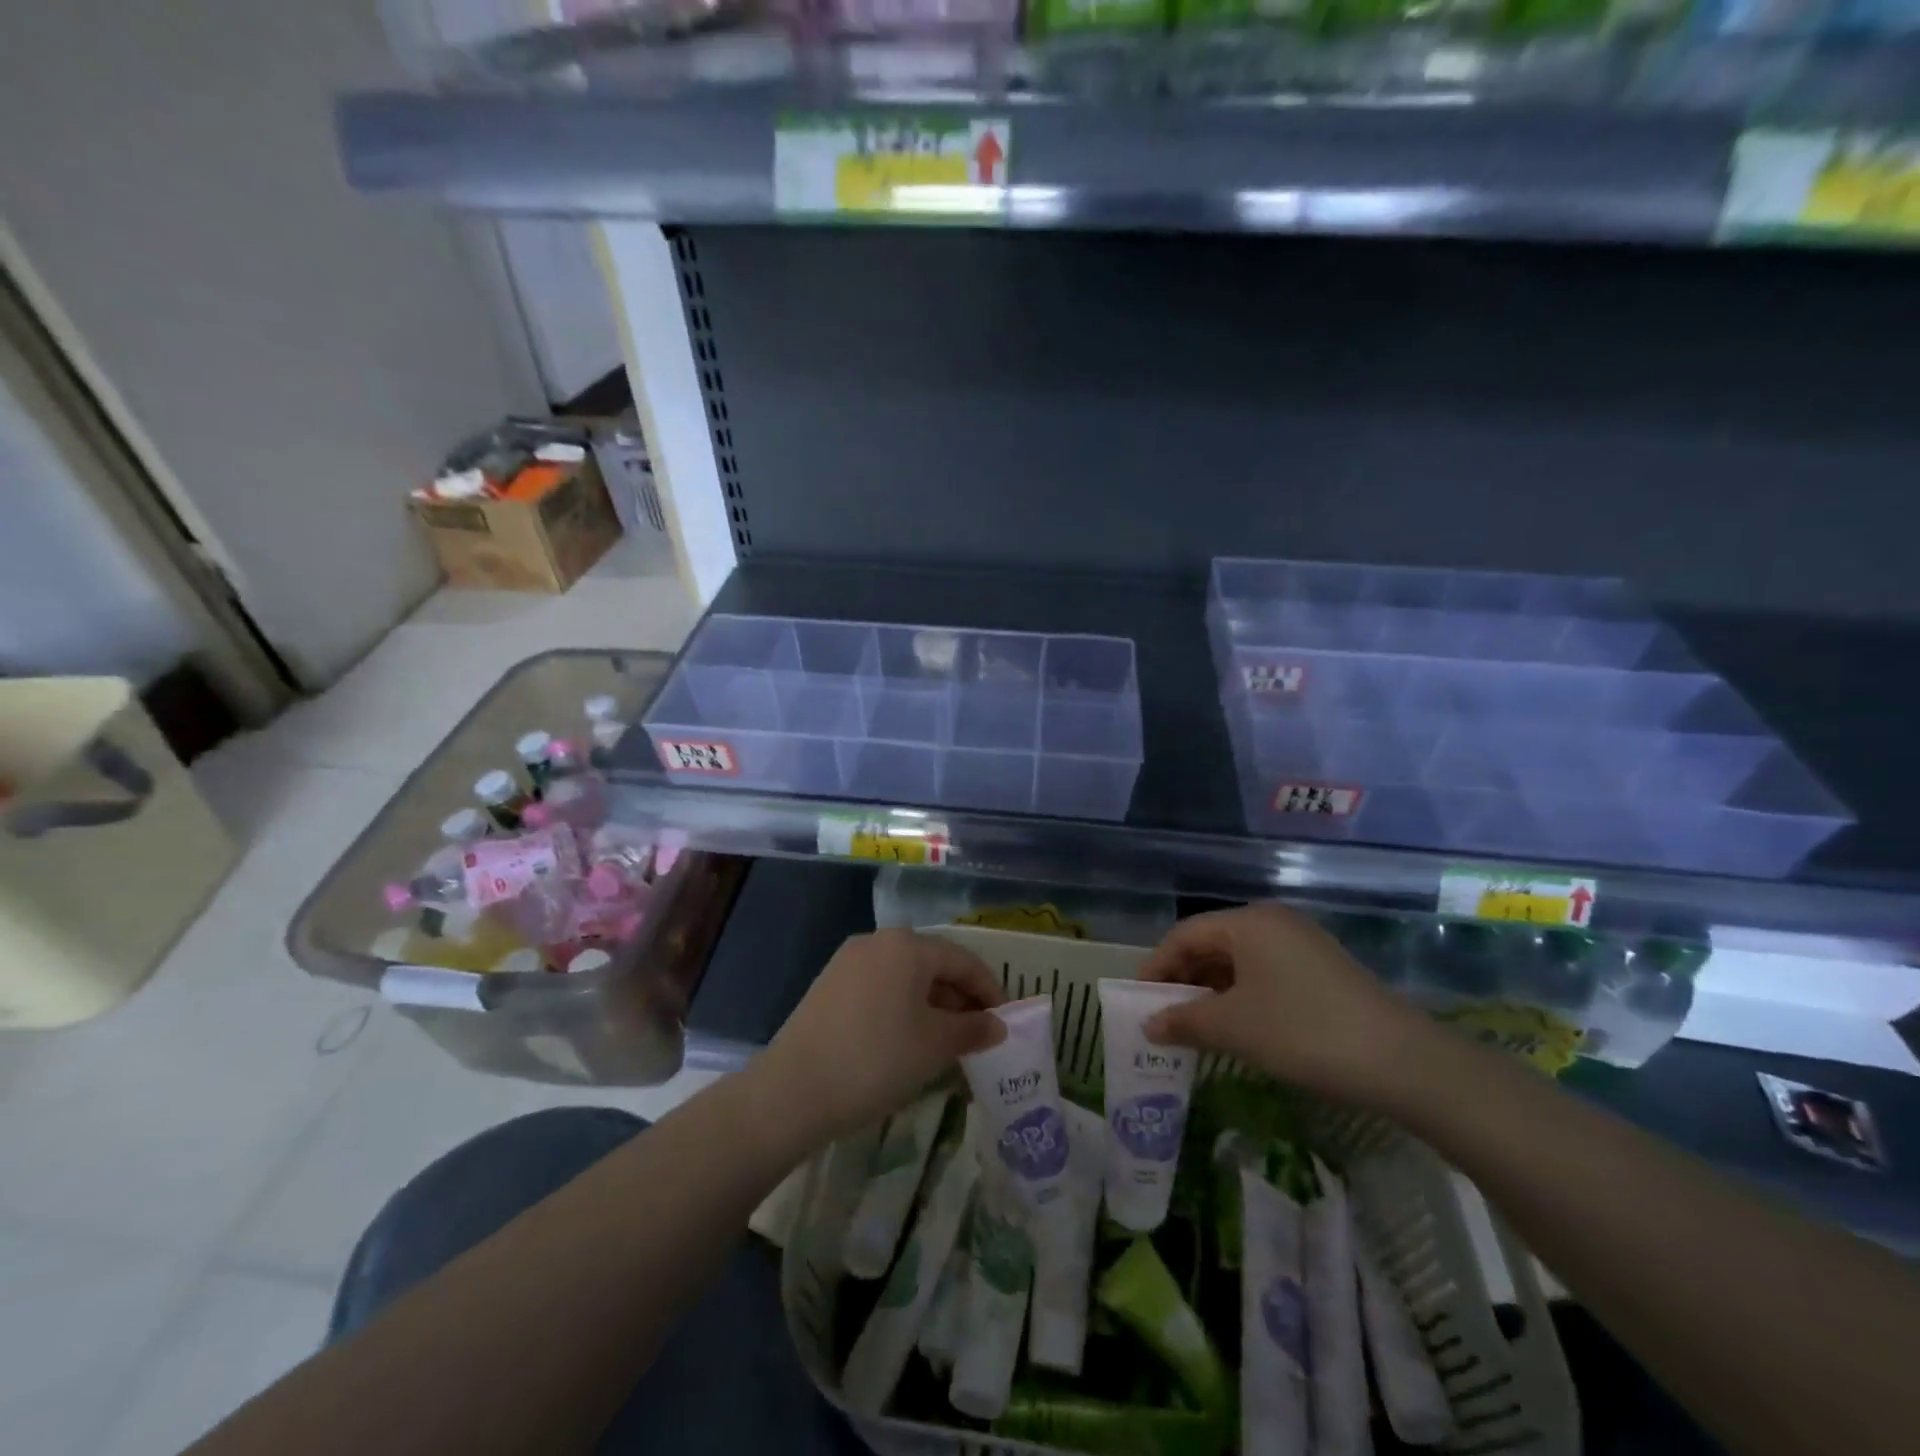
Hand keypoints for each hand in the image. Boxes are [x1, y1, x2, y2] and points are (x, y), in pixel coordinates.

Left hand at [757, 929, 1005, 1144]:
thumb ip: (972, 1030)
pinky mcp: (830, 985)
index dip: (990, 990)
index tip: (1005, 1022)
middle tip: (978, 1035)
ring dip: (932, 1005)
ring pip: (905, 977)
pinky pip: (880, 988)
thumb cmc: (877, 1059)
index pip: (964, 961)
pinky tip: (907, 1041)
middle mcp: (878, 942)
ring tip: (946, 1042)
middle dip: (960, 999)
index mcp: (908, 946)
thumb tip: (997, 1025)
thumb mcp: (935, 1046)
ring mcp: (849, 962)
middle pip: (933, 964)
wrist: (793, 1089)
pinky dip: (902, 1008)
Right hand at [1140, 903, 1436, 1109]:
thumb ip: (1184, 1021)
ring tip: (1197, 1025)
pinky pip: (1265, 972)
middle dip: (1184, 979)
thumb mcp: (1234, 1028)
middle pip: (1211, 943)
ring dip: (1213, 990)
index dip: (1157, 967)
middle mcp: (1273, 921)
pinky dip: (1242, 994)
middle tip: (1165, 1015)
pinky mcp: (1322, 968)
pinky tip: (1238, 1025)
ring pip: (1239, 960)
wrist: (1402, 1062)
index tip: (1140, 1001)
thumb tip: (1148, 1024)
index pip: (1184, 935)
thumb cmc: (1303, 1032)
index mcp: (1248, 922)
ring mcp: (1301, 943)